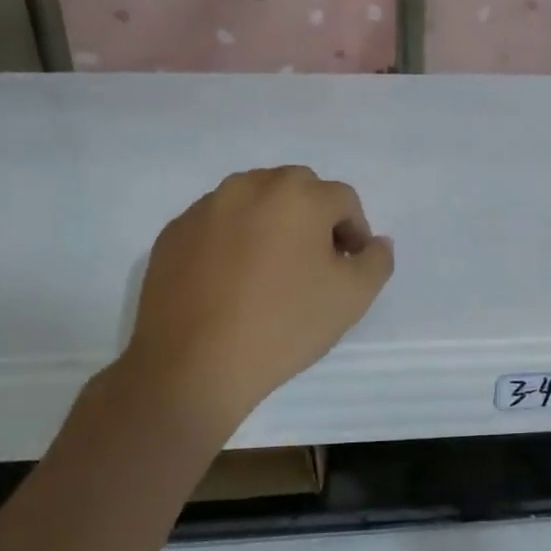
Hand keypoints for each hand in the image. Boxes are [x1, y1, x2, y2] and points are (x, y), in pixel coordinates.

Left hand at [119, 166, 393, 423]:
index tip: (348, 269)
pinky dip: (232, 241)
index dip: (355, 233)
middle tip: (313, 266)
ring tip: (270, 274)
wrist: (193, 365)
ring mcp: (205, 208)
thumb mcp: (353, 298)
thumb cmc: (284, 325)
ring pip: (253, 203)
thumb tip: (375, 242)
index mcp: (297, 195)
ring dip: (271, 225)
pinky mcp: (173, 233)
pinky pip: (217, 225)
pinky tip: (231, 284)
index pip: (343, 200)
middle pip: (297, 190)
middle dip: (313, 220)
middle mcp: (249, 186)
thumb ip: (377, 260)